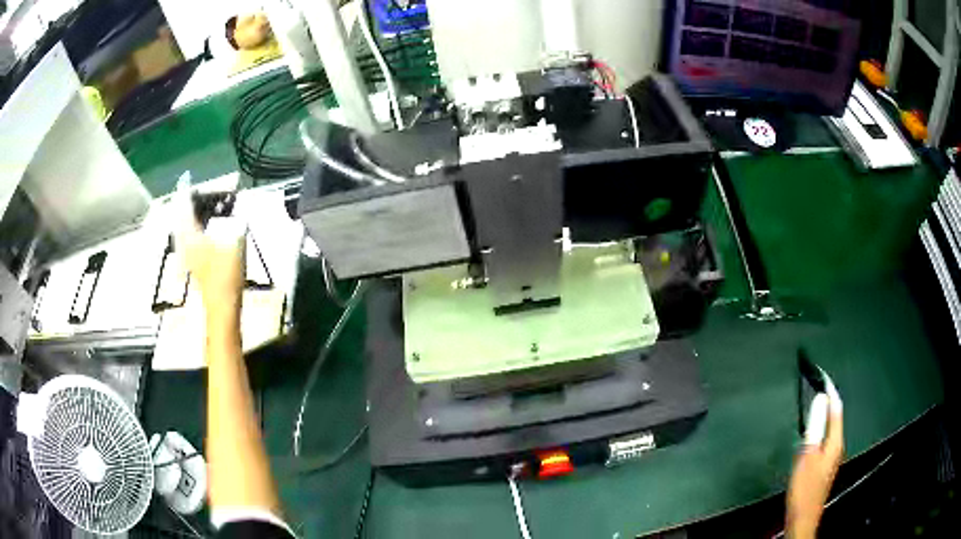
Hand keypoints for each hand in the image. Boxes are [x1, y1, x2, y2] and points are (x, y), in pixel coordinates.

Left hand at [173, 182, 245, 319]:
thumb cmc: (227, 274)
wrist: (222, 306)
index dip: (187, 191)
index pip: (185, 207)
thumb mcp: (236, 242)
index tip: (187, 177)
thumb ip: (236, 222)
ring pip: (181, 227)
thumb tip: (237, 209)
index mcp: (192, 234)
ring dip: (186, 215)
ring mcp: (186, 254)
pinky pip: (185, 236)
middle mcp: (184, 242)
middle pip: (179, 216)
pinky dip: (189, 227)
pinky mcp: (191, 262)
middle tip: (192, 191)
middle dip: (184, 202)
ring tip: (194, 205)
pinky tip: (196, 226)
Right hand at [786, 389, 843, 538]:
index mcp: (835, 441)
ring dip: (824, 415)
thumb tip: (820, 399)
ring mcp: (831, 457)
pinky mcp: (823, 466)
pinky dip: (819, 429)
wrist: (802, 516)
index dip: (831, 391)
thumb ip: (815, 427)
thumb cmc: (805, 486)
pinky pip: (824, 439)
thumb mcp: (808, 455)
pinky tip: (811, 433)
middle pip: (835, 418)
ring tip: (815, 404)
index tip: (823, 375)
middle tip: (818, 386)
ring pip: (830, 429)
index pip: (836, 409)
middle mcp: (837, 446)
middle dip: (829, 401)